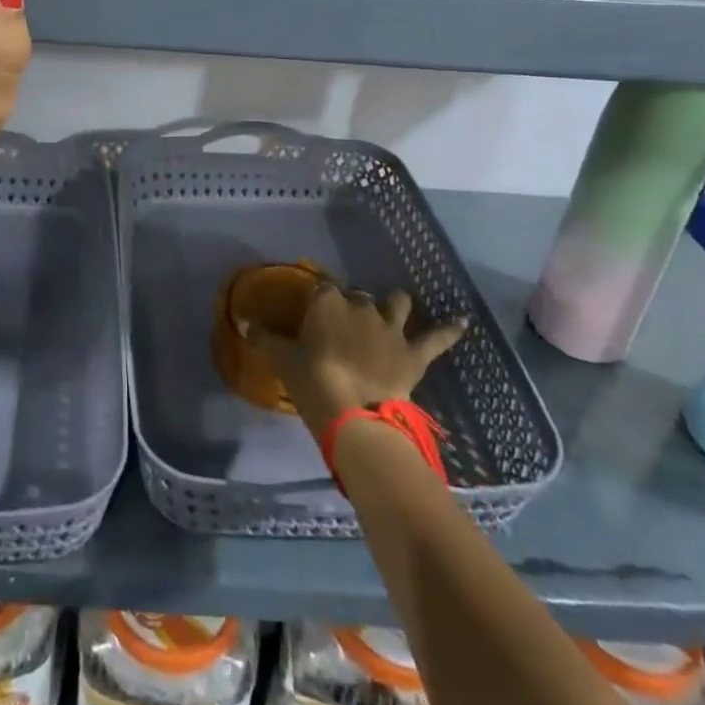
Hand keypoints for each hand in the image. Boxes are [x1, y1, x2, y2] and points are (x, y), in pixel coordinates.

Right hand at [240, 286, 466, 435]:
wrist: (354, 414)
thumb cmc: (313, 382)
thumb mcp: (282, 359)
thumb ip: (262, 336)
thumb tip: (241, 319)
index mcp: (328, 302)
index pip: (322, 289)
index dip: (320, 300)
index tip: (315, 312)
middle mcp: (361, 305)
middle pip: (357, 297)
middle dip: (353, 306)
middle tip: (345, 327)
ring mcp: (391, 327)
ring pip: (396, 303)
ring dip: (394, 305)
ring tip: (393, 309)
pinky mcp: (414, 352)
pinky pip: (437, 337)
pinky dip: (450, 329)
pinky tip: (463, 321)